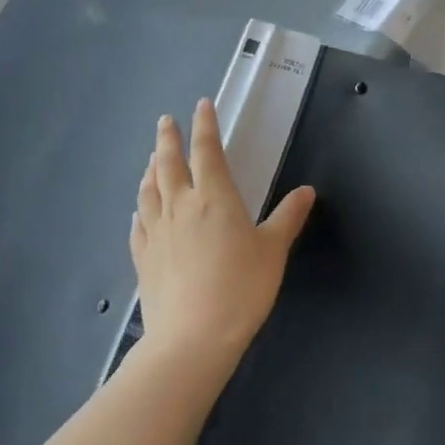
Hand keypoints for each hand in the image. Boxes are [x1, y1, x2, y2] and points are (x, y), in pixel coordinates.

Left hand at [133, 100, 314, 362]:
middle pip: (169, 163)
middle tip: (165, 121)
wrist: (192, 339)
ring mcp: (157, 233)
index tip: (202, 105)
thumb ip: (288, 217)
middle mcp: (180, 206)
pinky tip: (139, 210)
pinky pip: (138, 224)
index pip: (207, 150)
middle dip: (168, 139)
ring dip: (150, 169)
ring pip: (149, 190)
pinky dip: (139, 209)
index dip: (205, 125)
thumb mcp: (273, 250)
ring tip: (152, 158)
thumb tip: (306, 190)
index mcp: (214, 197)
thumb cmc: (241, 287)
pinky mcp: (143, 259)